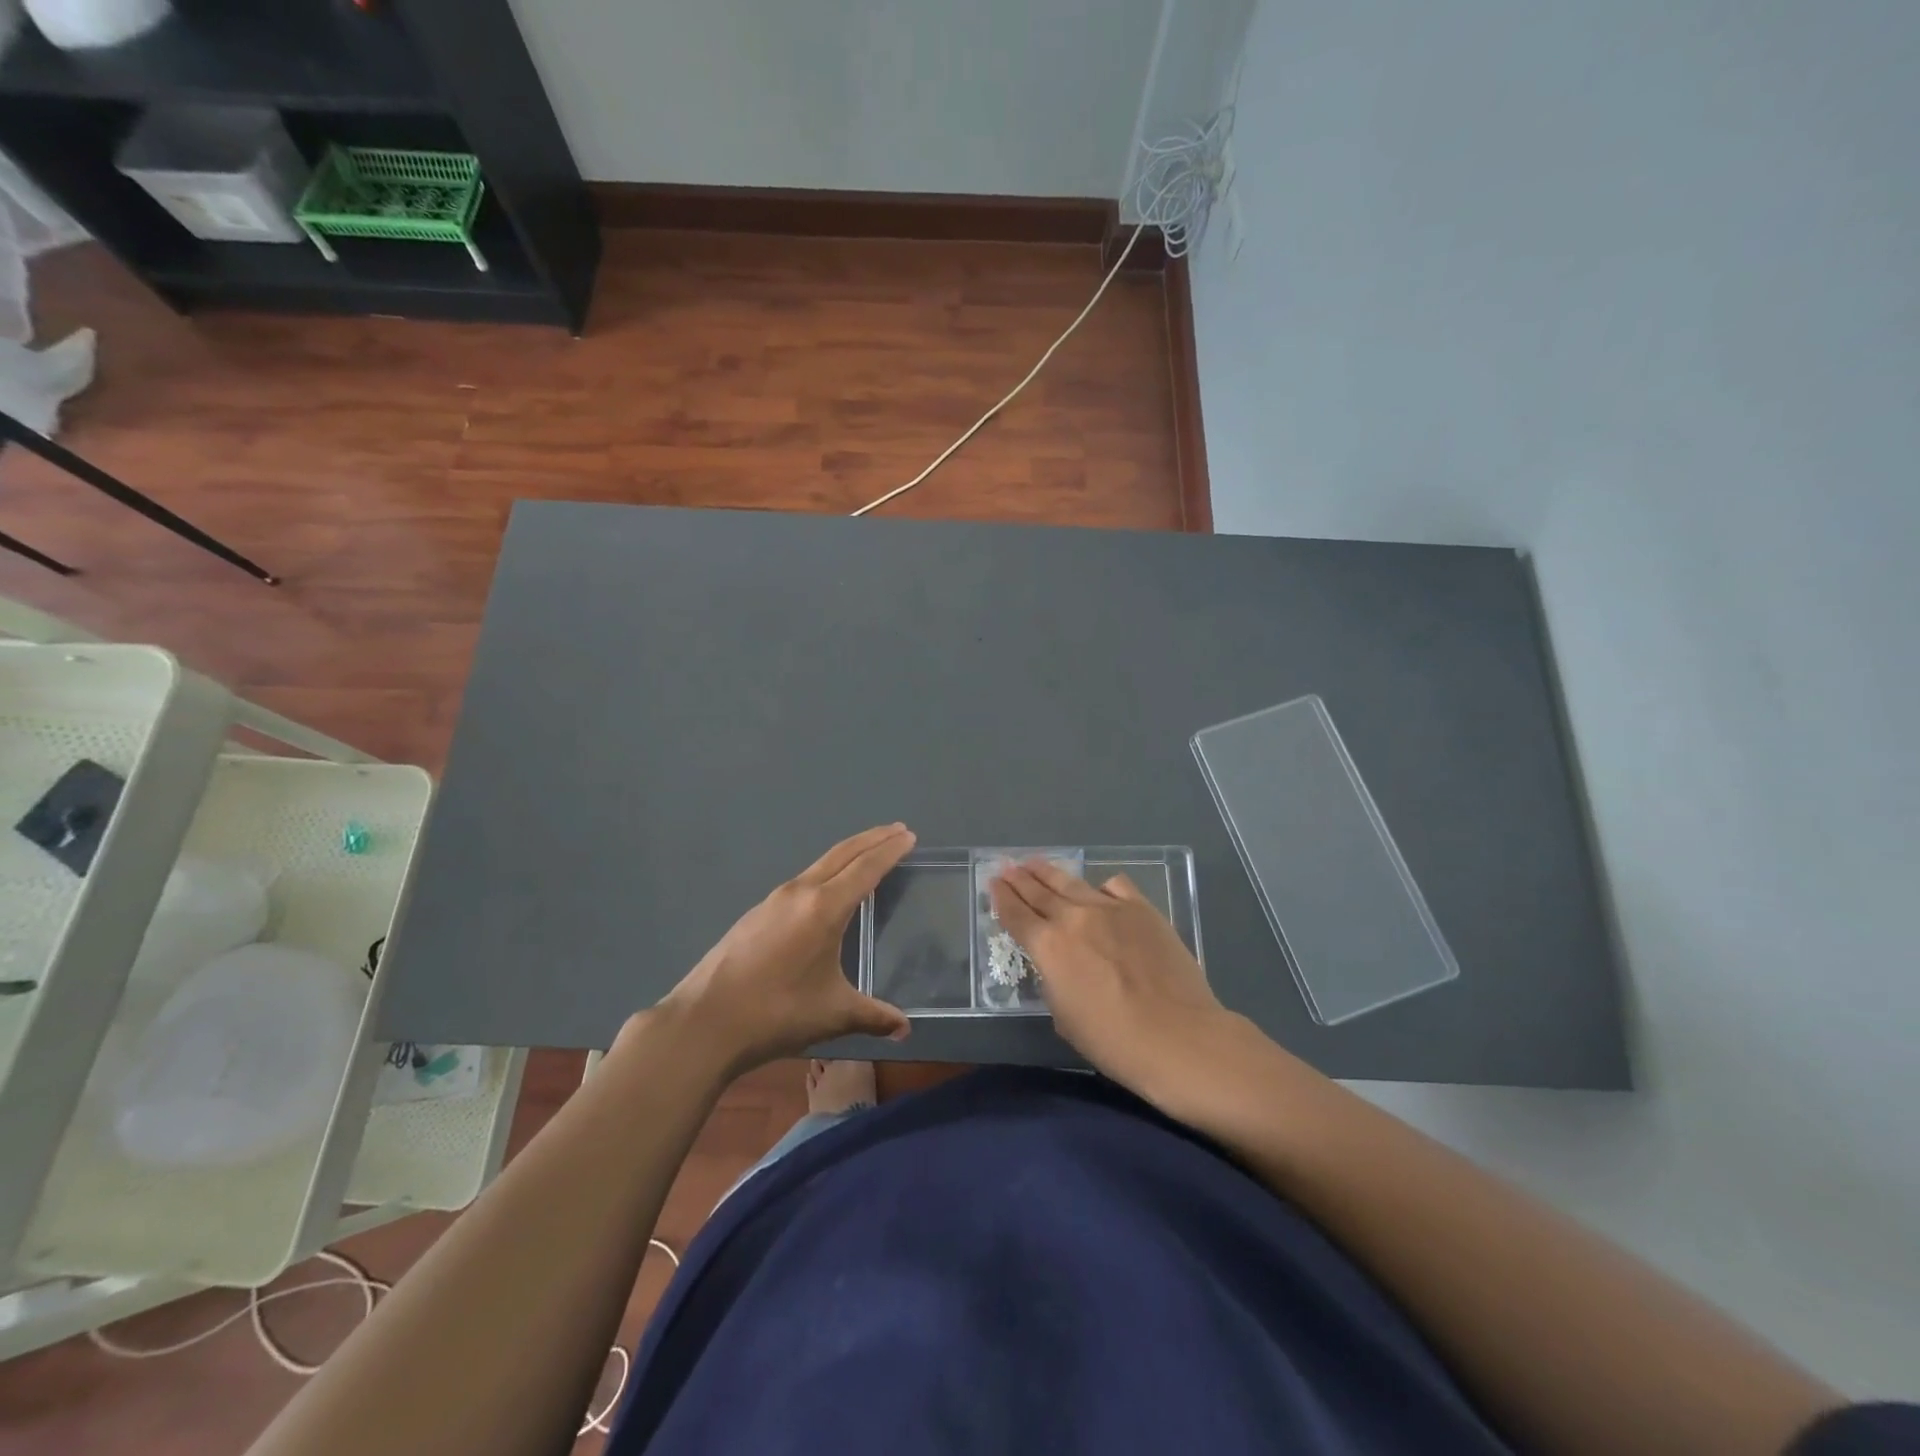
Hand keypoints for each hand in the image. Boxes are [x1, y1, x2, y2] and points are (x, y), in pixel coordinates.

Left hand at [660, 825, 914, 1074]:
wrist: (704, 1022)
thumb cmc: (777, 1013)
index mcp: (824, 908)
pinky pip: (802, 881)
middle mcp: (800, 893)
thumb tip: (905, 1029)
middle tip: (897, 830)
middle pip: (843, 854)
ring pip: (820, 864)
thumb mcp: (833, 1014)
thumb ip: (873, 1016)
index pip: (866, 868)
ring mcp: (774, 901)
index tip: (908, 835)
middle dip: (872, 839)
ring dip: (848, 854)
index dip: (890, 850)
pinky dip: (825, 873)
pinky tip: (826, 891)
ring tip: (867, 855)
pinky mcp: (756, 914)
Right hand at [991, 859, 1231, 1097]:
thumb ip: (1054, 981)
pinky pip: (1114, 887)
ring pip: (1071, 882)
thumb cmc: (1114, 1041)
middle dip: (1019, 878)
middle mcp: (1073, 918)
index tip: (993, 883)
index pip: (1015, 914)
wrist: (1178, 1036)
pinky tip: (1098, 892)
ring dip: (1049, 872)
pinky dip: (1100, 887)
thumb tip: (1060, 964)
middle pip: (1038, 891)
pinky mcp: (1142, 908)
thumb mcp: (1065, 1017)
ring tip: (1036, 863)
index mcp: (1048, 947)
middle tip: (1007, 865)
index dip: (1001, 897)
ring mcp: (1110, 908)